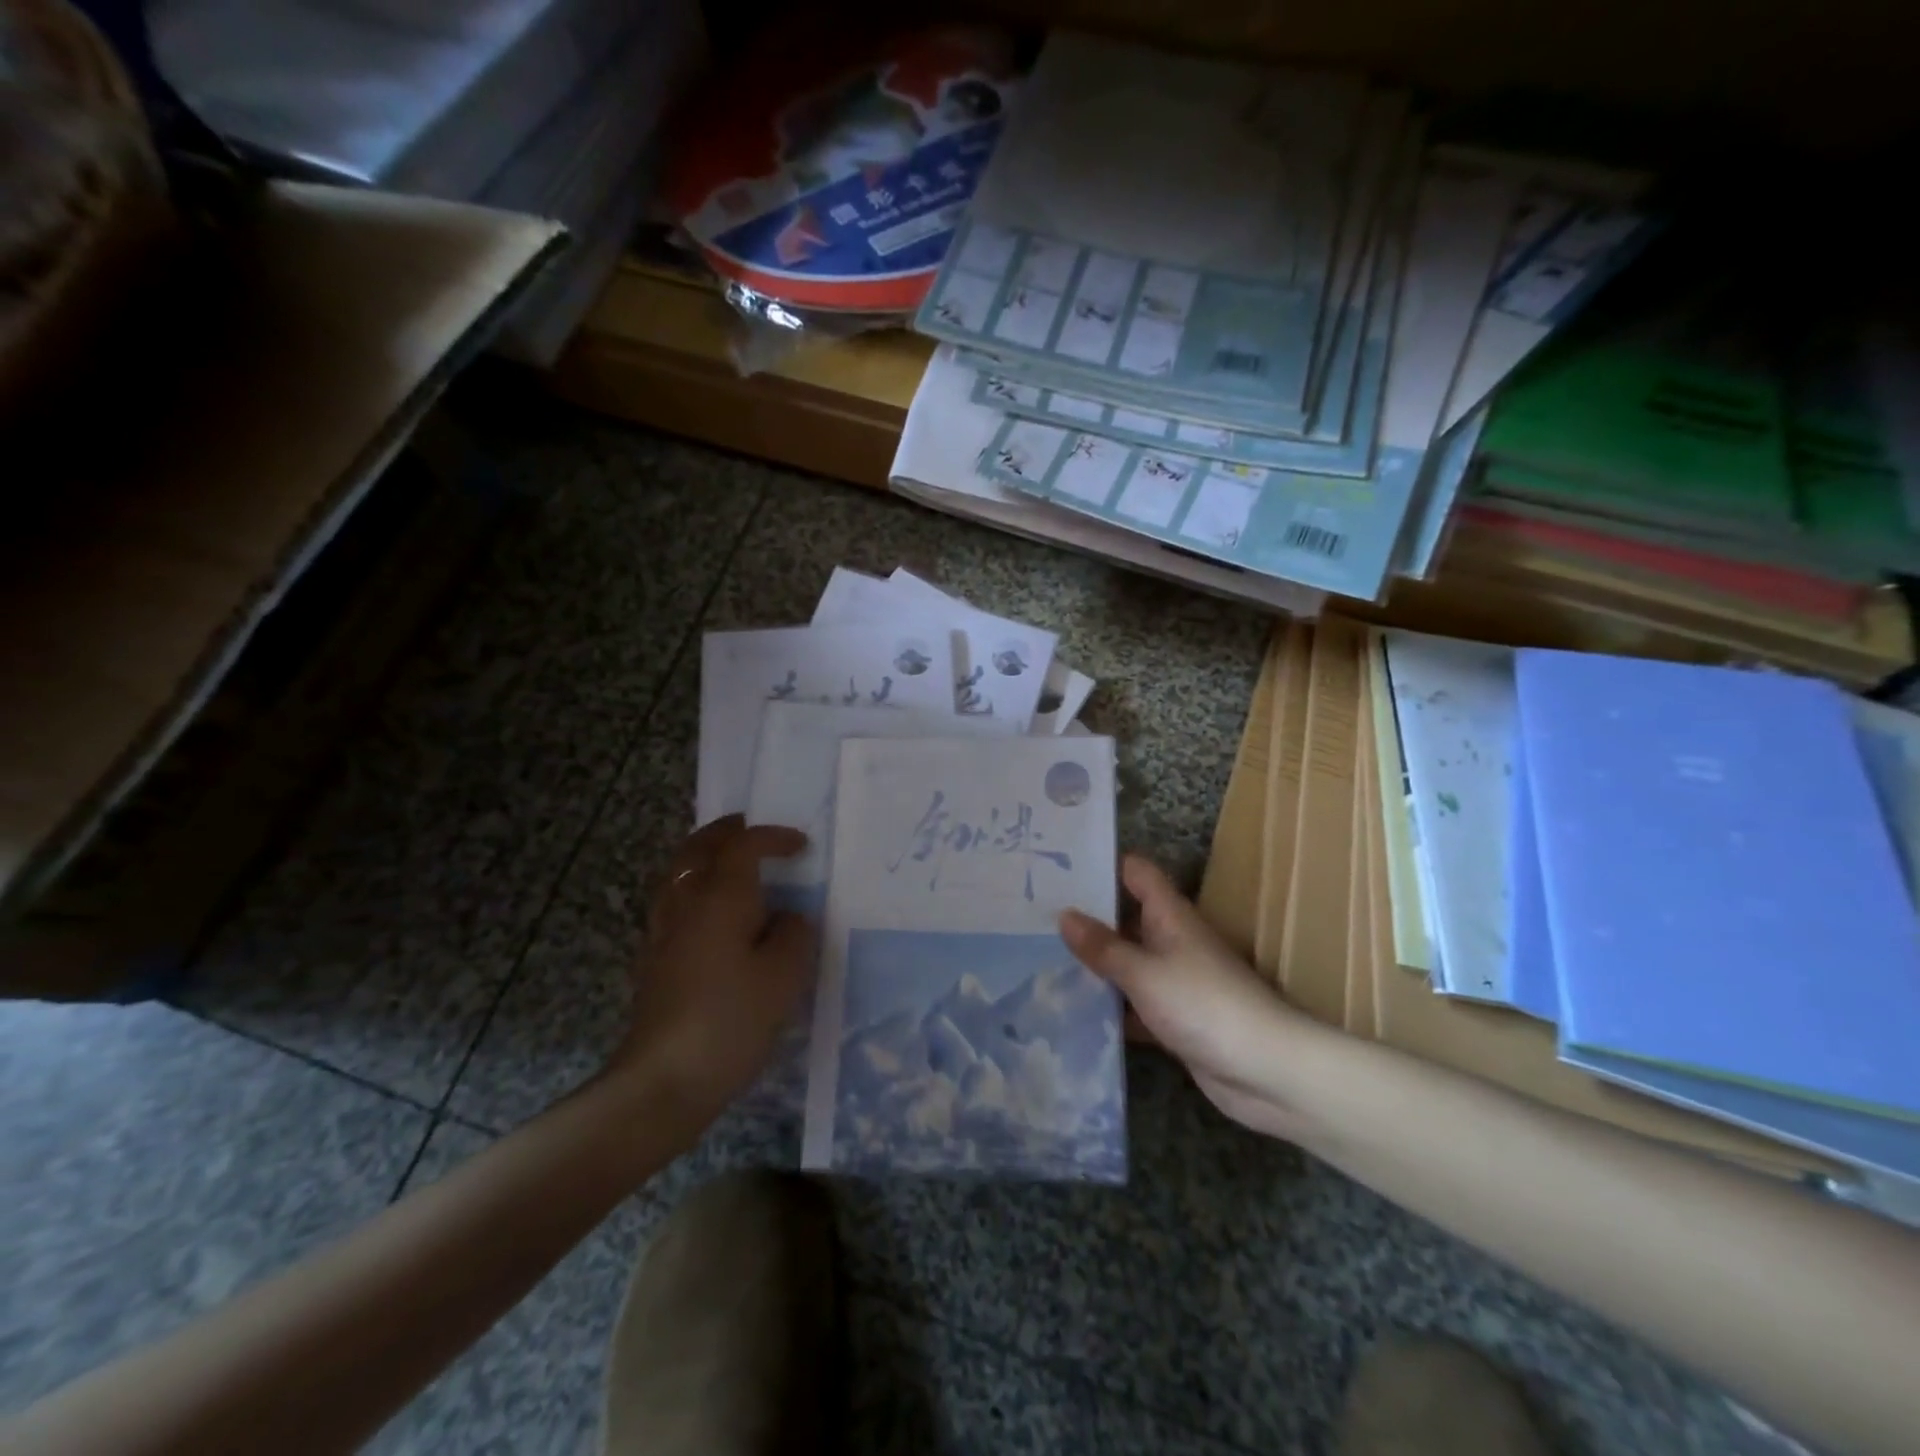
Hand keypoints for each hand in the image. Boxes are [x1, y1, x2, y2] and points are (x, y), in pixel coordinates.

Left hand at [608, 815, 814, 1117]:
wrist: (664, 1078)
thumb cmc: (732, 1018)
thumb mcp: (785, 975)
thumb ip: (794, 934)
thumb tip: (787, 918)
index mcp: (720, 896)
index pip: (743, 845)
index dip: (773, 837)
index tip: (801, 846)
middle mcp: (685, 902)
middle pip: (698, 848)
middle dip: (725, 832)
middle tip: (750, 830)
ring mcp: (662, 931)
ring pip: (678, 873)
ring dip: (704, 857)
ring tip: (730, 865)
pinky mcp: (653, 960)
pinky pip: (672, 902)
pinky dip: (693, 889)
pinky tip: (710, 914)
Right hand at [1060, 855, 1320, 1140]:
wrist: (1265, 1071)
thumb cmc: (1204, 1004)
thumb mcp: (1145, 972)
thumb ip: (1103, 947)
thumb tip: (1064, 915)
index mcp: (1170, 915)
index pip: (1135, 873)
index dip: (1102, 864)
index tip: (1059, 866)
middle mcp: (1171, 940)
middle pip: (1124, 917)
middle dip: (1085, 917)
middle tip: (1033, 916)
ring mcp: (1173, 980)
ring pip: (1126, 962)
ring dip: (1094, 964)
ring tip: (1039, 957)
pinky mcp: (1173, 1018)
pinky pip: (1133, 1003)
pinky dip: (1109, 1006)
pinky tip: (1071, 1009)